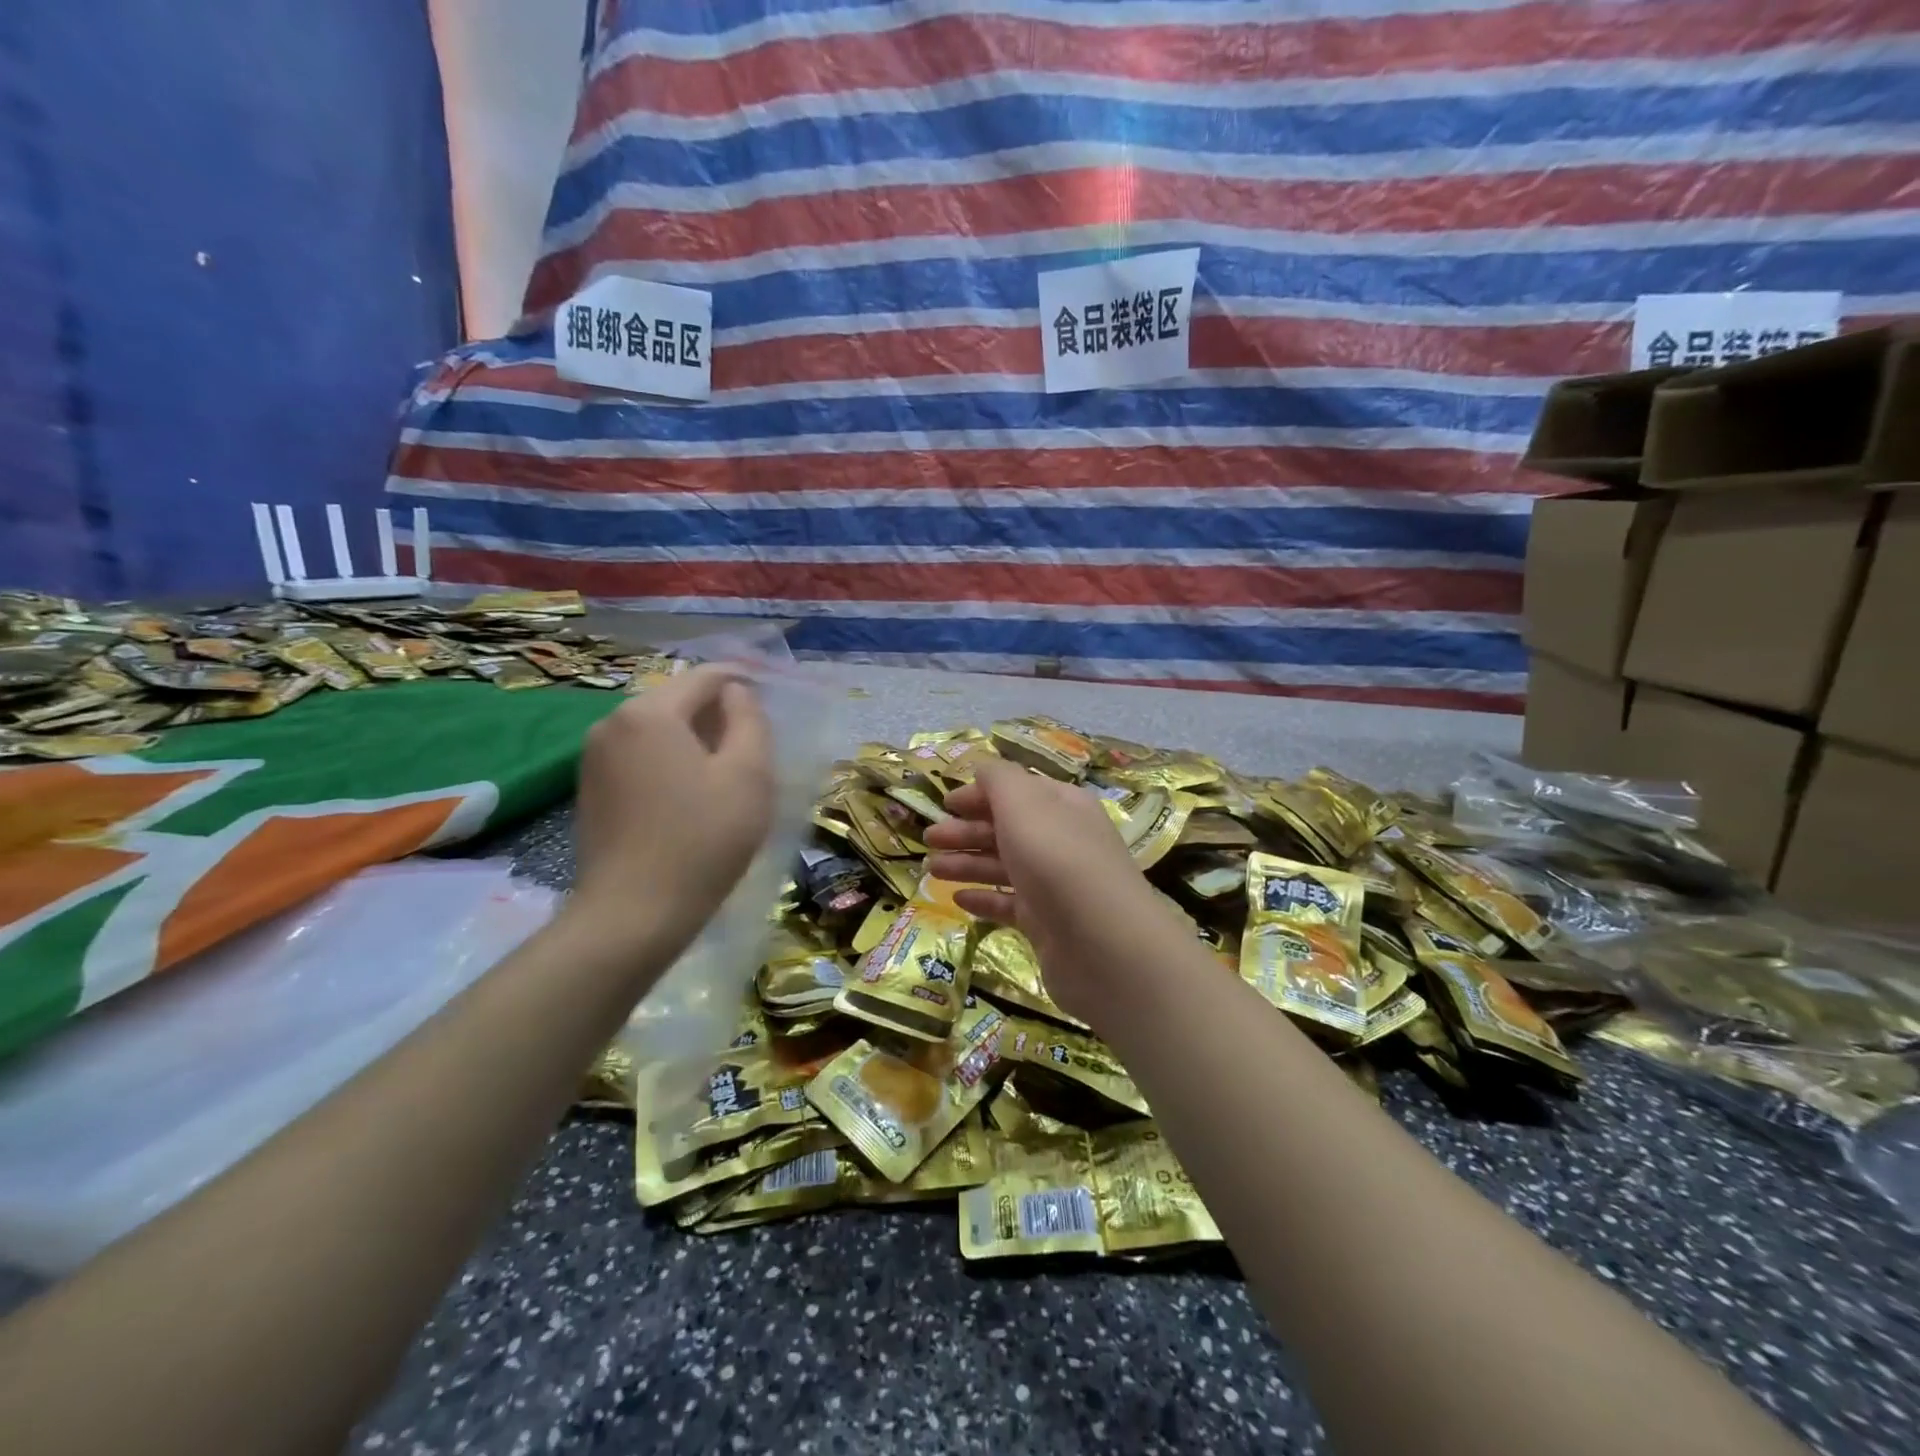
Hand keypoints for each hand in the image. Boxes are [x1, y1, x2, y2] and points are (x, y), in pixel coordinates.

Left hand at [569, 665, 773, 953]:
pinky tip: (689, 796)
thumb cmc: (702, 840)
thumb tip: (735, 693)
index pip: (706, 676)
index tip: (772, 699)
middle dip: (717, 713)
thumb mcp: (749, 775)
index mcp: (651, 712)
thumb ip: (749, 720)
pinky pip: (639, 755)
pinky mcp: (590, 788)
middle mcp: (613, 722)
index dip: (743, 681)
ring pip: (657, 728)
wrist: (632, 914)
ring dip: (693, 739)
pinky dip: (668, 761)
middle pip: (678, 700)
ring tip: (725, 772)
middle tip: (753, 746)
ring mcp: (593, 756)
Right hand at [924, 759, 1178, 1024]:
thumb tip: (982, 767)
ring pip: (1004, 865)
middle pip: (1007, 828)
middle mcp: (1061, 839)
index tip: (944, 803)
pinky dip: (984, 898)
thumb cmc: (1057, 859)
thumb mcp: (1024, 803)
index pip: (1017, 790)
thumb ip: (998, 780)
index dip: (979, 794)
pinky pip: (1010, 904)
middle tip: (929, 839)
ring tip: (931, 869)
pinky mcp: (1048, 923)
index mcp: (1061, 805)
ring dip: (967, 862)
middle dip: (966, 830)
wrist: (1101, 943)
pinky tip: (958, 899)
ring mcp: (1055, 884)